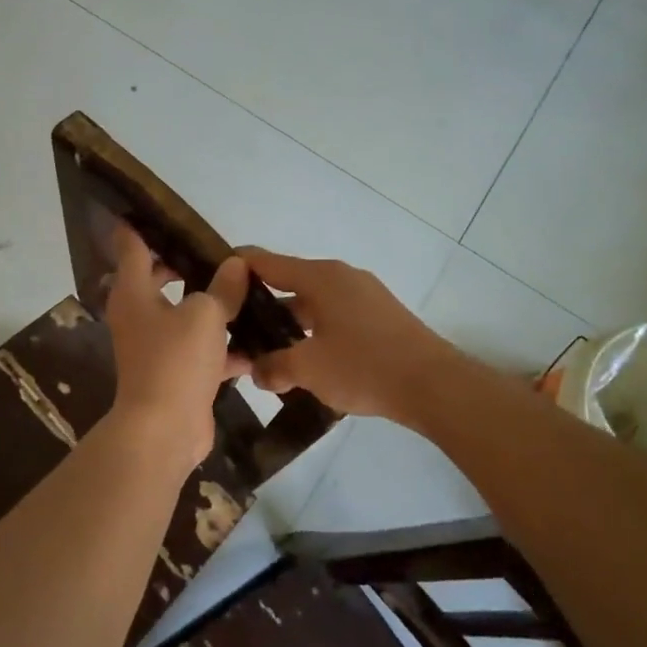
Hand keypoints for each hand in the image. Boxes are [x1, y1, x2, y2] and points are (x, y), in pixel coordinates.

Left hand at [103, 226, 249, 469]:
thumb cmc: (175, 360)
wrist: (164, 430)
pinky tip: (258, 343)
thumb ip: (223, 288)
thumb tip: (235, 265)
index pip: (131, 245)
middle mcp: (139, 314)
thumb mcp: (205, 315)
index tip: (157, 207)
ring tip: (247, 290)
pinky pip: (202, 350)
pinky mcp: (176, 373)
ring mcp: (156, 346)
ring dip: (212, 307)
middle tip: (219, 251)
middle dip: (187, 266)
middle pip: (160, 278)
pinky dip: (224, 347)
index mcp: (134, 292)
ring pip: (185, 315)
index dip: (141, 224)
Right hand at [237, 248, 459, 424]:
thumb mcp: (309, 369)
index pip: (265, 262)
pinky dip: (314, 330)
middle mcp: (341, 276)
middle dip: (261, 304)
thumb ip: (273, 367)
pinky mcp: (379, 316)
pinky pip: (334, 315)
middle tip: (234, 328)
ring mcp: (364, 295)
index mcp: (320, 277)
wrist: (434, 385)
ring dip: (289, 322)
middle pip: (289, 282)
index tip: (212, 280)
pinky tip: (306, 359)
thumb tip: (256, 371)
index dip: (237, 267)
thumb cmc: (364, 366)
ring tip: (266, 349)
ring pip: (313, 302)